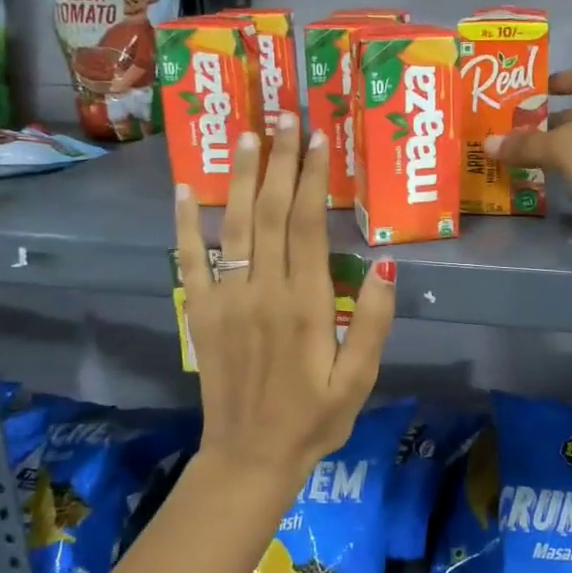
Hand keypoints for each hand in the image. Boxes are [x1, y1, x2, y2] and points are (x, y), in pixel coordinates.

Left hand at [175, 113, 395, 486]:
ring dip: (238, 176)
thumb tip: (388, 262)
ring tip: (246, 134)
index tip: (319, 137)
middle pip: (269, 212)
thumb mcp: (361, 378)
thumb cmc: (314, 419)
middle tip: (285, 115)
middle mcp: (262, 292)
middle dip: (279, 159)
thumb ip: (376, 320)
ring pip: (232, 225)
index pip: (307, 224)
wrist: (249, 457)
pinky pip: (189, 261)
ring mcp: (225, 300)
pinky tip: (184, 189)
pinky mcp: (200, 313)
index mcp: (305, 305)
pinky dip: (184, 224)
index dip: (312, 176)